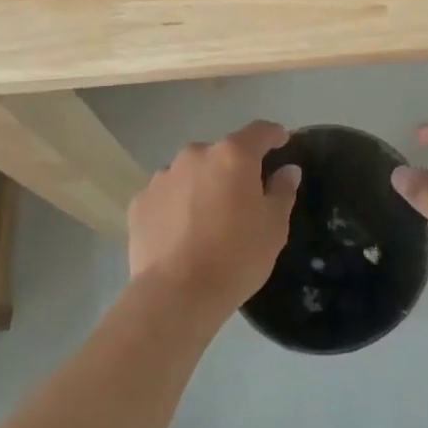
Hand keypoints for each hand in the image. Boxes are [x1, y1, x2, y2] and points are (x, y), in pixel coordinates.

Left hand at [128, 120, 300, 315]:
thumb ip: (283, 190)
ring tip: (207, 219)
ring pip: (192, 172)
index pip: (260, 131)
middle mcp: (196, 154)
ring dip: (203, 185)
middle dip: (234, 168)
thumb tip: (286, 170)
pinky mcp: (140, 201)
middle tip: (243, 198)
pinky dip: (176, 204)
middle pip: (222, 153)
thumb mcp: (274, 227)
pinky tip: (180, 232)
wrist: (175, 296)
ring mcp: (163, 176)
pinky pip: (166, 194)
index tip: (282, 144)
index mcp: (233, 155)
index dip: (274, 135)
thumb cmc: (236, 257)